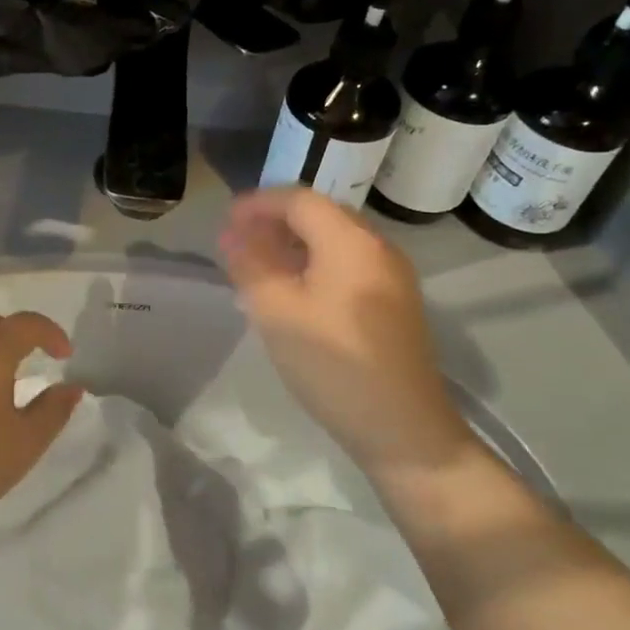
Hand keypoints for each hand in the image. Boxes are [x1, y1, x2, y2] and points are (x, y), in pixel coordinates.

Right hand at [219, 188, 472, 472]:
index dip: (259, 204)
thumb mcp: (277, 313)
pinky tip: (294, 293)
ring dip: (294, 245)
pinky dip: (315, 265)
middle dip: (276, 222)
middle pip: (321, 216)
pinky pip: (348, 266)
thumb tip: (232, 236)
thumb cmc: (333, 364)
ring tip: (259, 267)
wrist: (403, 429)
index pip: (299, 200)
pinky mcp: (395, 304)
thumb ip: (250, 266)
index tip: (226, 220)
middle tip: (239, 242)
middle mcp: (378, 248)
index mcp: (351, 241)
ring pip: (335, 242)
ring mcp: (392, 277)